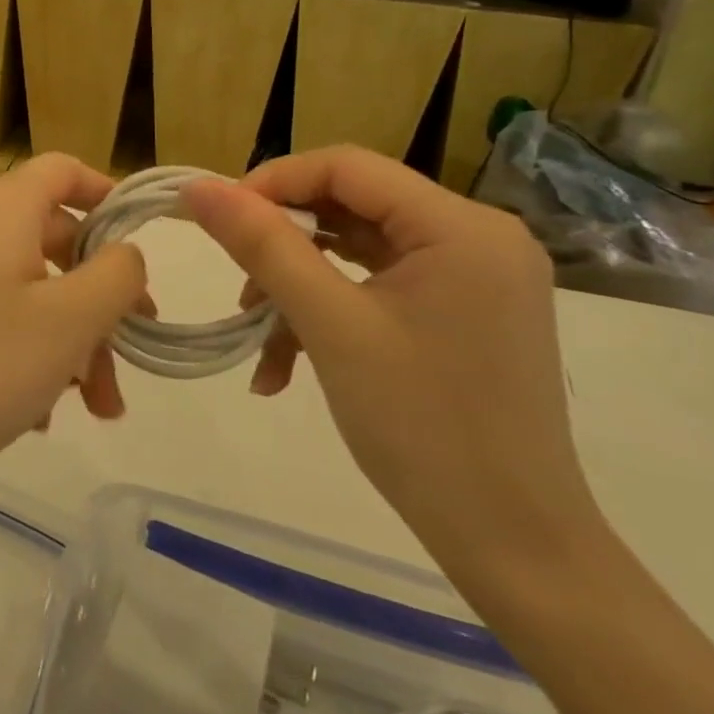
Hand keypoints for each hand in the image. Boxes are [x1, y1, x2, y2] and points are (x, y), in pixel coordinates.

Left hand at [0, 154, 147, 512]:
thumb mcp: (70, 321)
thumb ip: (116, 275)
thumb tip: (121, 253)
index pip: (61, 170)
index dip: (106, 194)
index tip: (139, 240)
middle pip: (49, 238)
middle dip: (96, 300)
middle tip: (127, 358)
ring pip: (23, 284)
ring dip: (66, 337)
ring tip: (90, 406)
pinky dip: (23, 344)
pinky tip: (36, 410)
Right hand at [183, 147, 601, 576]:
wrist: (514, 547)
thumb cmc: (423, 428)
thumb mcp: (329, 325)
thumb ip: (262, 245)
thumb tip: (199, 187)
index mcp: (461, 227)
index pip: (346, 166)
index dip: (274, 183)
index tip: (219, 222)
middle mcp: (477, 236)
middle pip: (352, 206)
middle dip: (284, 245)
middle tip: (238, 285)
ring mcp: (474, 277)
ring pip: (357, 250)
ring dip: (298, 285)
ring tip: (257, 333)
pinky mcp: (463, 312)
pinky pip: (378, 286)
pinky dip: (329, 312)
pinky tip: (287, 364)